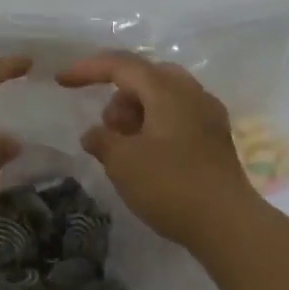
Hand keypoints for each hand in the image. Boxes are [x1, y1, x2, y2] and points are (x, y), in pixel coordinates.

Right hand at [55, 52, 257, 246]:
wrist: (227, 224)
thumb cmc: (170, 186)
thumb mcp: (122, 163)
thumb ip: (101, 140)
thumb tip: (94, 134)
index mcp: (168, 91)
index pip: (122, 65)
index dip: (88, 69)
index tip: (61, 81)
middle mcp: (192, 94)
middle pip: (146, 77)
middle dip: (118, 96)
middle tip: (107, 128)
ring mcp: (208, 116)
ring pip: (164, 98)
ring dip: (136, 113)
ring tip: (125, 149)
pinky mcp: (215, 140)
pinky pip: (177, 117)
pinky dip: (154, 127)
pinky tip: (146, 156)